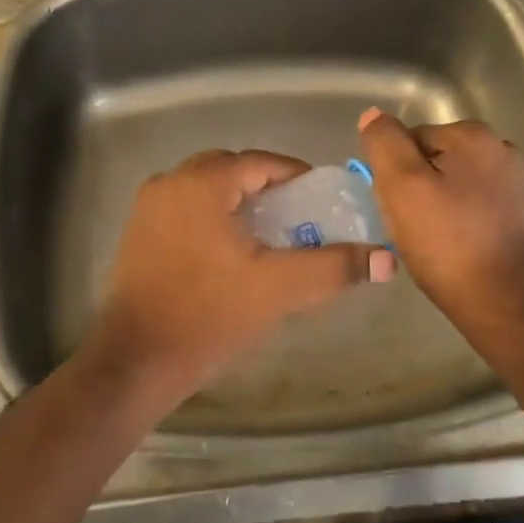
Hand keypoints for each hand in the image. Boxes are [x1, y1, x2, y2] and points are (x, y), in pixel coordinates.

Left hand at [91, 150, 396, 397]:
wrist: (137, 360)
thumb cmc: (209, 314)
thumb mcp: (278, 288)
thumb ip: (333, 267)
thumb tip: (386, 259)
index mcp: (201, 182)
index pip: (259, 162)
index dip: (295, 176)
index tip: (322, 199)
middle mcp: (171, 182)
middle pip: (231, 170)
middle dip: (267, 187)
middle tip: (298, 216)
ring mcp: (149, 206)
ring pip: (206, 189)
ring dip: (239, 202)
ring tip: (270, 234)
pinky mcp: (138, 232)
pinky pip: (186, 208)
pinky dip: (213, 216)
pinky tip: (230, 251)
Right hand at [357, 109, 523, 324]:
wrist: (500, 301)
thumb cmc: (445, 241)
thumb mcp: (400, 185)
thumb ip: (384, 142)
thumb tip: (373, 115)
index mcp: (473, 135)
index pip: (410, 139)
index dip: (394, 171)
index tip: (395, 204)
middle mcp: (500, 148)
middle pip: (432, 157)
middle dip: (415, 184)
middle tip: (409, 223)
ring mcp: (514, 181)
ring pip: (451, 180)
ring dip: (435, 201)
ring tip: (429, 236)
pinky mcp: (518, 212)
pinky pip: (471, 202)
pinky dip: (457, 217)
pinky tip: (452, 243)